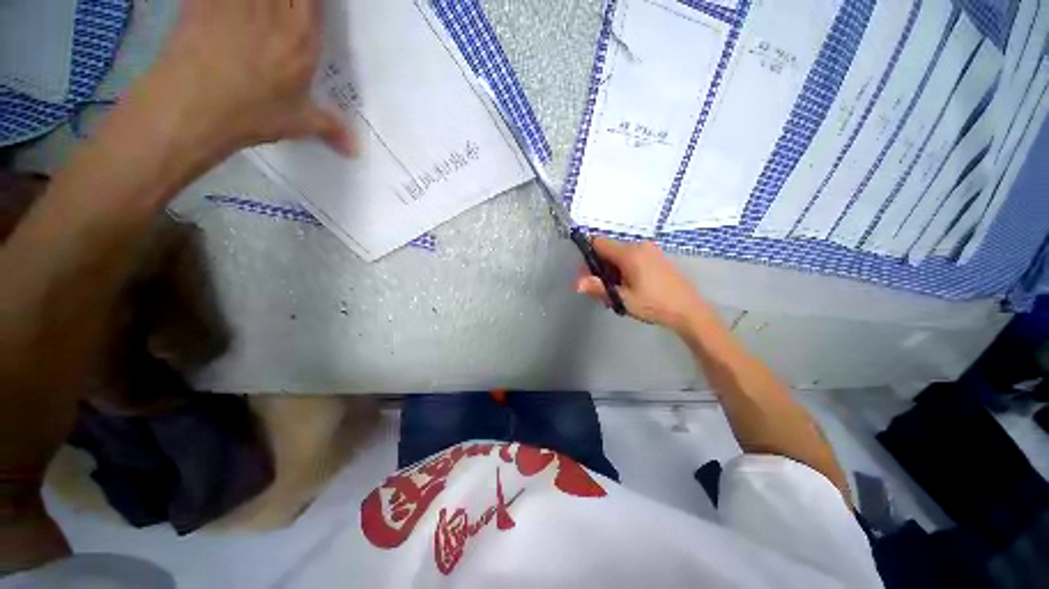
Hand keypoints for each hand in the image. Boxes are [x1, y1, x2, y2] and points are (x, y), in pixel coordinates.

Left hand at [147, 0, 354, 154]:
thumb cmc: (250, 114)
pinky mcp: (203, 0)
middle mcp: (274, 12)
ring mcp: (236, 1)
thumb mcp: (298, 123)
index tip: (310, 10)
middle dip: (294, 0)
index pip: (316, 0)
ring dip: (260, 3)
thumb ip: (330, 127)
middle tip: (290, 10)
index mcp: (302, 38)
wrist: (191, 107)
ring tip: (260, 12)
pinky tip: (230, 8)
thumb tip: (356, 150)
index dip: (314, 3)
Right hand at [576, 238, 715, 333]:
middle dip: (599, 268)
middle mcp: (639, 246)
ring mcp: (650, 251)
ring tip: (614, 293)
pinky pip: (632, 259)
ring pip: (620, 256)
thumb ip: (598, 288)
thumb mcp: (623, 298)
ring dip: (611, 271)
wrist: (689, 311)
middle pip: (608, 250)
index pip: (598, 242)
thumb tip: (577, 283)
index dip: (587, 256)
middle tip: (599, 290)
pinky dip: (623, 270)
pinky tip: (627, 289)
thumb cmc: (654, 304)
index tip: (585, 274)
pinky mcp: (656, 258)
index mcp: (630, 253)